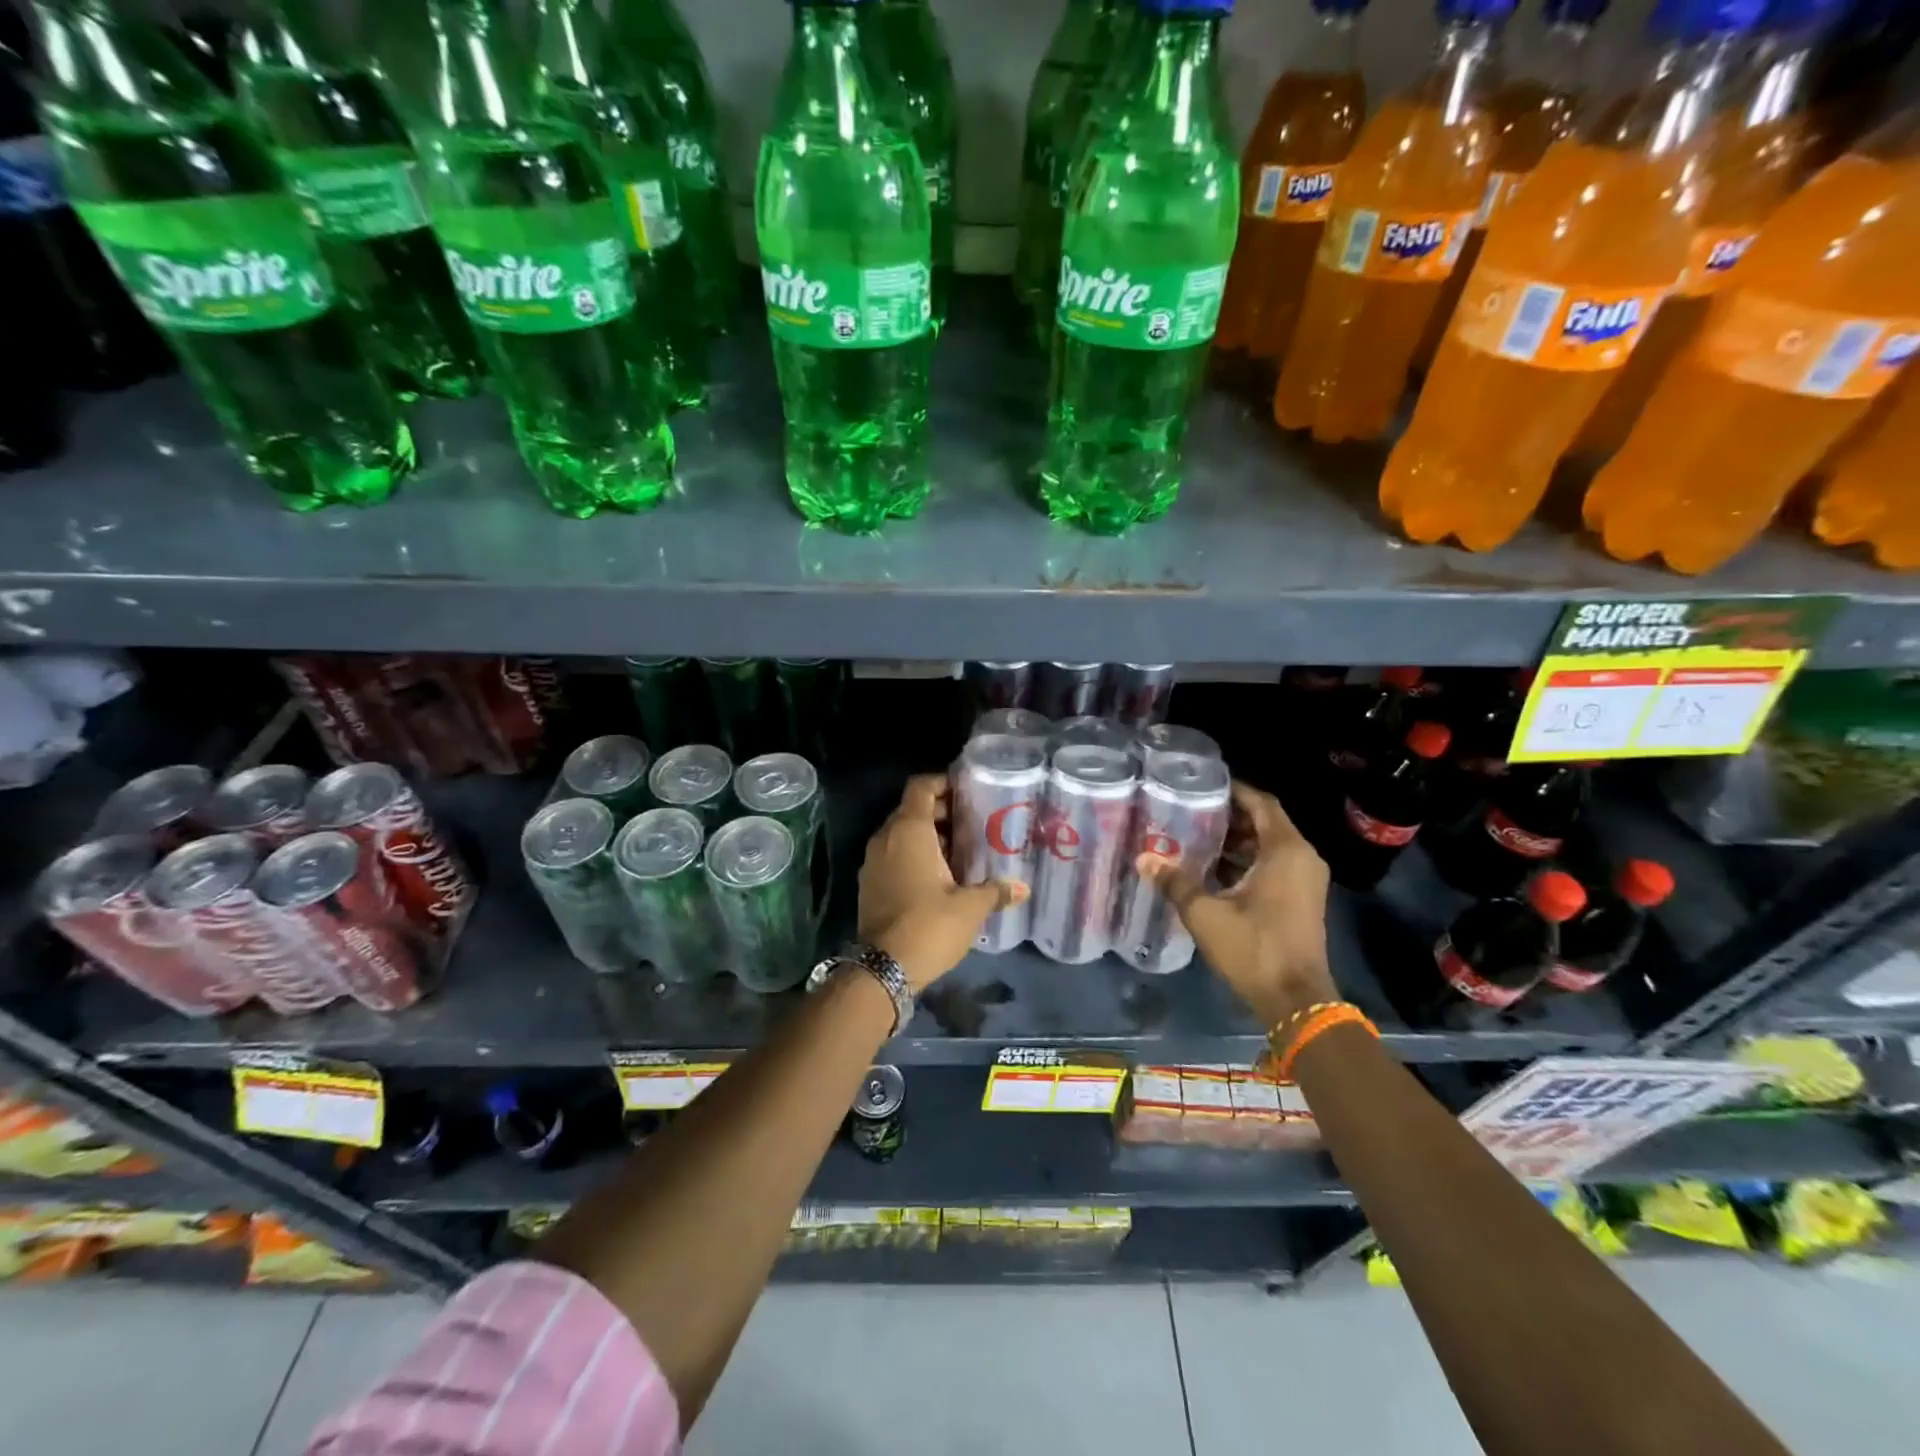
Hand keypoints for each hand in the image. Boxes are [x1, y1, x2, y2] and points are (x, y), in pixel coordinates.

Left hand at [858, 774, 1026, 991]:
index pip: (921, 787)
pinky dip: (914, 857)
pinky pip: (894, 856)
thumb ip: (995, 891)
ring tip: (962, 851)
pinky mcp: (869, 885)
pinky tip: (941, 877)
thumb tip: (1022, 888)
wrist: (882, 970)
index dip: (943, 783)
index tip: (968, 791)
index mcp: (908, 831)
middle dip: (942, 813)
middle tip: (974, 824)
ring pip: (901, 835)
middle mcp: (885, 839)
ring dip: (928, 837)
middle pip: (912, 810)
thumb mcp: (970, 908)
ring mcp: (873, 863)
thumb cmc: (929, 925)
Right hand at [1140, 782, 1336, 1027]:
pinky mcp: (1301, 898)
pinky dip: (1247, 860)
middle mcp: (1302, 857)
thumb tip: (1144, 859)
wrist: (1296, 1000)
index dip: (1233, 791)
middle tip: (1190, 810)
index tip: (1201, 785)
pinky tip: (1212, 868)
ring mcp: (1305, 879)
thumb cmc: (1254, 948)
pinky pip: (1274, 864)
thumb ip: (1176, 882)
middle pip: (1265, 822)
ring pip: (1269, 845)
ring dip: (1237, 840)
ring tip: (1194, 835)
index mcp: (1285, 850)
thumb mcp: (1206, 914)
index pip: (1261, 803)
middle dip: (1229, 816)